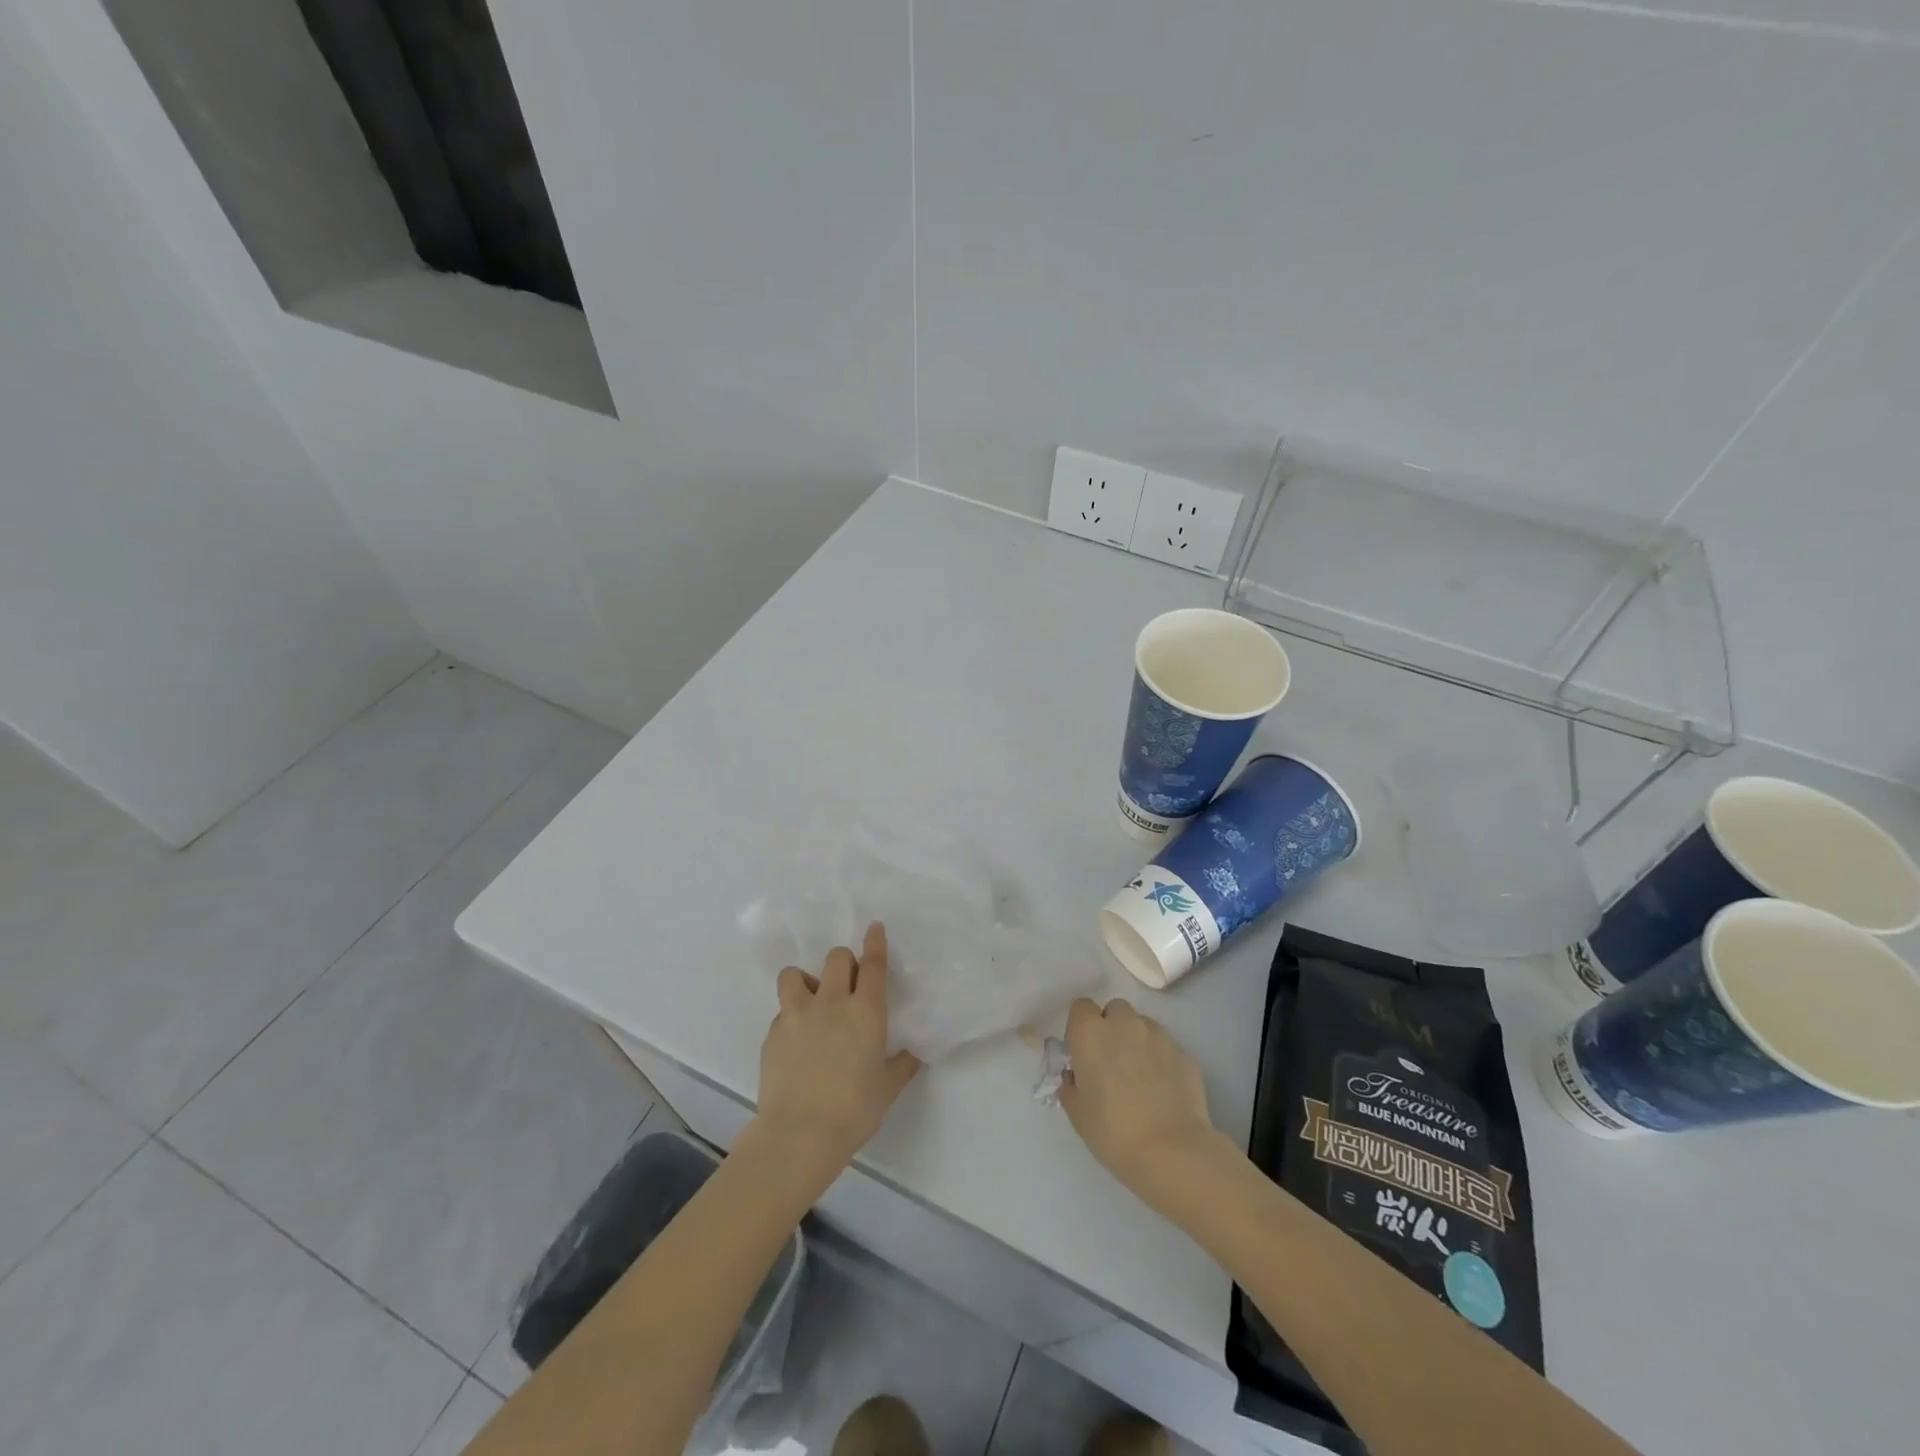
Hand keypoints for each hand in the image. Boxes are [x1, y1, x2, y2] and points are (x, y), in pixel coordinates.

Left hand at [750, 922, 919, 1184]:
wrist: (799, 1134)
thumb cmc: (854, 1110)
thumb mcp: (887, 1088)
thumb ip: (902, 1064)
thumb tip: (915, 1053)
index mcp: (866, 1012)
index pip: (873, 964)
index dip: (875, 942)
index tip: (874, 927)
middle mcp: (832, 1002)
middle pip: (836, 958)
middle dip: (844, 963)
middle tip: (847, 985)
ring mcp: (798, 1014)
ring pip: (795, 974)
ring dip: (806, 980)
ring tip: (811, 1001)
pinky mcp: (773, 1032)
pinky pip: (782, 1010)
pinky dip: (791, 1016)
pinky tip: (796, 1040)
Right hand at [1060, 997, 1224, 1193]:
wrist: (1172, 1151)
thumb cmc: (1114, 1131)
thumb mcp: (1078, 1115)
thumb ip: (1071, 1087)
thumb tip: (1075, 1078)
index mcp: (1090, 1033)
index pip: (1081, 1007)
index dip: (1081, 1027)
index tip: (1083, 1053)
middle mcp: (1124, 1024)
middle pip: (1115, 1010)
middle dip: (1112, 1027)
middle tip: (1111, 1062)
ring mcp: (1158, 1036)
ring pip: (1143, 1025)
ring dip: (1137, 1040)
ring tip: (1141, 1076)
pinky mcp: (1184, 1053)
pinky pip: (1166, 1047)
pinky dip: (1161, 1060)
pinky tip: (1163, 1090)